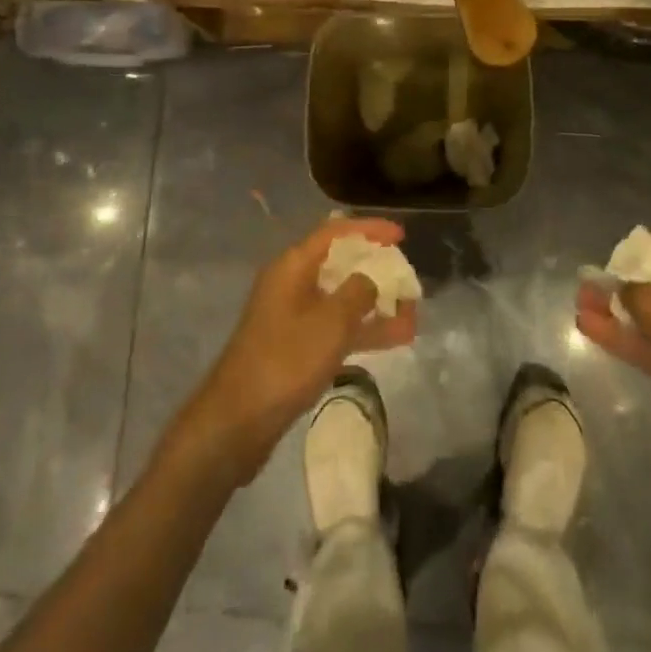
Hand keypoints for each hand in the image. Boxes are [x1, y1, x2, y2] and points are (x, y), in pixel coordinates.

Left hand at [168, 218, 416, 486]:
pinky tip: (396, 338)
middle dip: (377, 270)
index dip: (370, 229)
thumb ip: (358, 291)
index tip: (402, 235)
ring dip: (376, 304)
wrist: (237, 421)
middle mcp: (292, 283)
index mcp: (294, 265)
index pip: (336, 232)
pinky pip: (336, 326)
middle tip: (408, 280)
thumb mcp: (330, 321)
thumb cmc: (285, 360)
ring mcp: (293, 316)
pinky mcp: (296, 346)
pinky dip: (363, 329)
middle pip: (341, 263)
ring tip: (413, 314)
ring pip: (342, 298)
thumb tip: (370, 279)